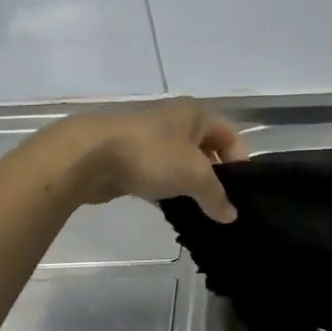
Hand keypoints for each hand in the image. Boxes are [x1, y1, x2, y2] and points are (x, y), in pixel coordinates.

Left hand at [49, 99, 247, 221]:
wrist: (91, 156)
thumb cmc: (152, 155)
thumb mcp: (195, 175)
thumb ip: (216, 196)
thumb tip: (231, 216)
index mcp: (195, 114)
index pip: (230, 136)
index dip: (240, 162)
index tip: (241, 192)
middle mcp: (175, 121)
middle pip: (206, 150)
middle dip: (215, 177)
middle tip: (223, 205)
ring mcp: (150, 139)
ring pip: (181, 164)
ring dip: (190, 186)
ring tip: (201, 212)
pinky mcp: (130, 158)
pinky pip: (159, 175)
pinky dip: (167, 191)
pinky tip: (171, 210)